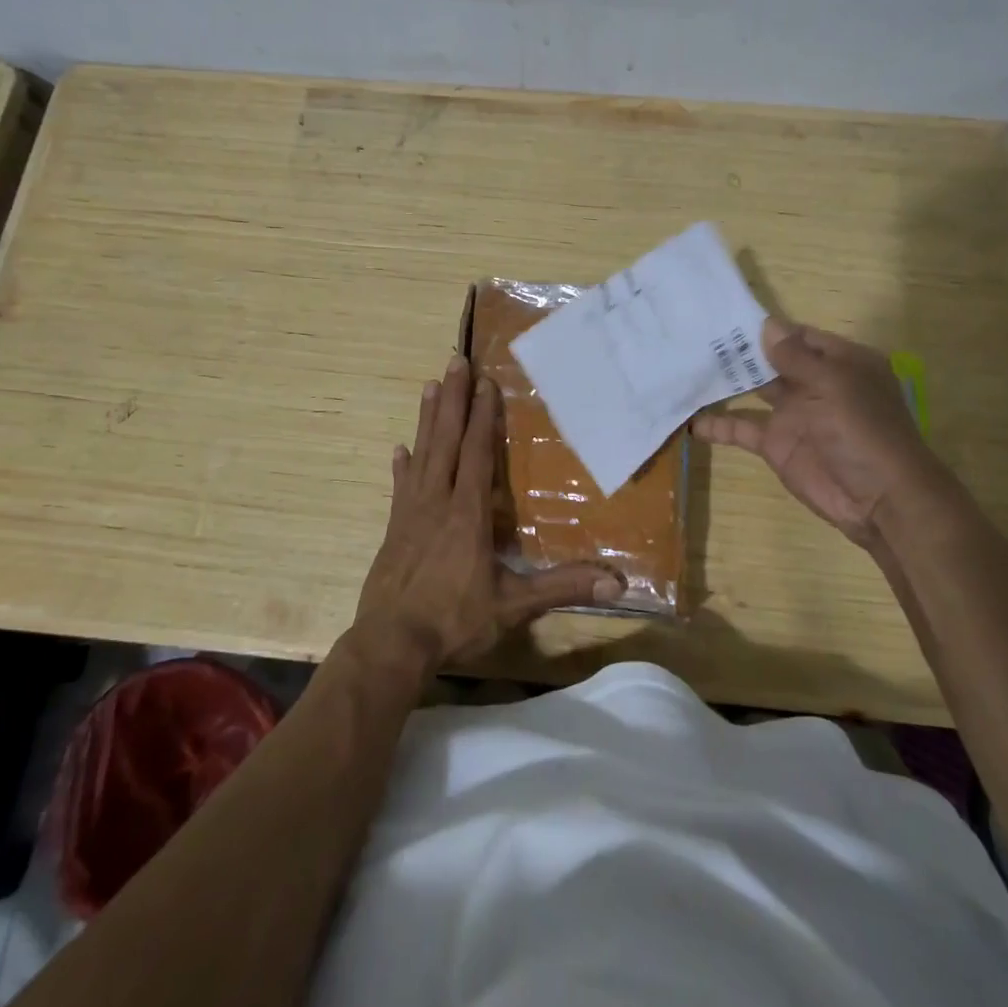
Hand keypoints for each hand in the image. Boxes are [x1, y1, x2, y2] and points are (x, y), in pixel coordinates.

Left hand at [351, 355, 622, 678]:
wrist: (391, 645)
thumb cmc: (454, 621)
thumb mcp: (514, 606)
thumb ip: (562, 587)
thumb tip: (616, 582)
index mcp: (468, 514)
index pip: (477, 454)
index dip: (483, 417)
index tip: (485, 382)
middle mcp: (437, 502)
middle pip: (446, 440)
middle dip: (454, 400)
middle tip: (454, 361)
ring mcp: (410, 514)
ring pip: (421, 455)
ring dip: (427, 419)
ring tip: (431, 387)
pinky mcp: (392, 529)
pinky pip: (399, 488)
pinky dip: (401, 466)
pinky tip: (398, 449)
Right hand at [692, 319, 942, 550]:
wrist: (878, 499)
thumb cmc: (862, 430)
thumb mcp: (833, 385)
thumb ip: (796, 357)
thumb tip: (767, 325)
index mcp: (839, 363)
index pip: (799, 336)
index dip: (768, 328)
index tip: (727, 318)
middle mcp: (815, 384)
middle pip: (772, 361)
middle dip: (740, 351)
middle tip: (696, 338)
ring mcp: (793, 414)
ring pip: (753, 391)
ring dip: (726, 382)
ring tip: (687, 367)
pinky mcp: (776, 444)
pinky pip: (741, 429)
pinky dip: (716, 426)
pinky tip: (689, 420)